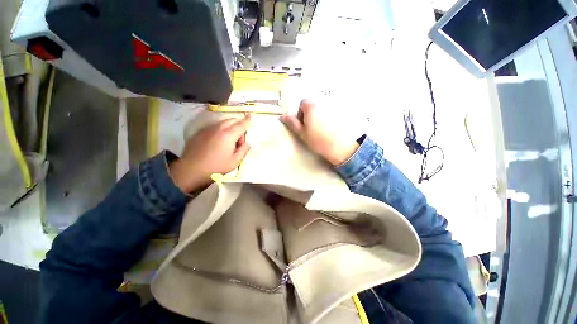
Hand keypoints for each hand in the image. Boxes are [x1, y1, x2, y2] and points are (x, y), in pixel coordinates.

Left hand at [169, 115, 251, 192]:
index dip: (247, 120)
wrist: (191, 169)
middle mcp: (218, 128)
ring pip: (223, 122)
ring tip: (229, 140)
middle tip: (240, 138)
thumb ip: (244, 150)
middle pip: (232, 120)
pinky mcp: (201, 131)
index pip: (241, 124)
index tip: (251, 116)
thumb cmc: (216, 167)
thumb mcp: (235, 161)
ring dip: (230, 126)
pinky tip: (218, 140)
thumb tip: (249, 143)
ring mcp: (208, 129)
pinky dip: (221, 128)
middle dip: (239, 124)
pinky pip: (214, 125)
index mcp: (228, 135)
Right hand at [280, 99, 358, 165]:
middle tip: (311, 128)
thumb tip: (282, 116)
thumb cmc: (317, 140)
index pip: (302, 103)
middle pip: (312, 105)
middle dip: (309, 114)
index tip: (303, 125)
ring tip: (320, 129)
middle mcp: (322, 103)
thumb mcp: (302, 133)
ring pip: (321, 109)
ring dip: (318, 116)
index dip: (301, 113)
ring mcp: (332, 108)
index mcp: (311, 107)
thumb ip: (292, 123)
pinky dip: (327, 118)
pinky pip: (330, 113)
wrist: (339, 147)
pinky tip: (329, 129)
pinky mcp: (340, 113)